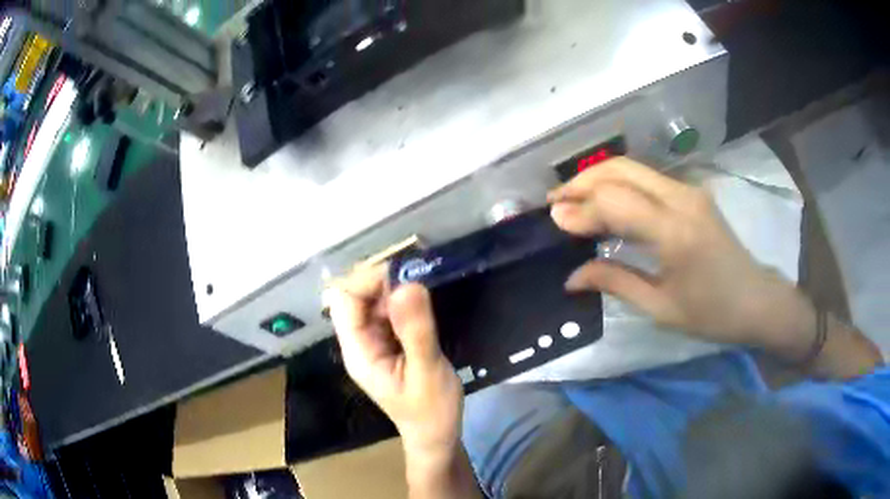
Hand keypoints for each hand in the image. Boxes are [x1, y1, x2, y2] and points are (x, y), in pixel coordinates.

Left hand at [326, 266, 463, 467]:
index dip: (367, 282)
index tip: (403, 276)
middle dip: (383, 282)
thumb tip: (407, 285)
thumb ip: (416, 330)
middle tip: (418, 278)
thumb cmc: (430, 410)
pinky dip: (404, 302)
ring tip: (424, 289)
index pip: (345, 302)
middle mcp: (360, 342)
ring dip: (395, 290)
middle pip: (357, 297)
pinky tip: (423, 303)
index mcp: (359, 351)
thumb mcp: (427, 370)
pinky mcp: (389, 343)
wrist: (436, 434)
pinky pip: (389, 312)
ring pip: (374, 302)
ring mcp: (374, 343)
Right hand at [548, 157, 814, 355]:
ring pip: (633, 168)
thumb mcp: (661, 308)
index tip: (553, 220)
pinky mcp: (692, 193)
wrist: (757, 301)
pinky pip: (647, 179)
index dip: (580, 209)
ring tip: (573, 201)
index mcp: (675, 233)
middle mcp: (682, 199)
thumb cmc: (712, 314)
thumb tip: (571, 277)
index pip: (615, 202)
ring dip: (598, 179)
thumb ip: (615, 282)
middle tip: (555, 203)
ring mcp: (689, 191)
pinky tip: (606, 203)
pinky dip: (619, 185)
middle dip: (582, 182)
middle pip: (621, 169)